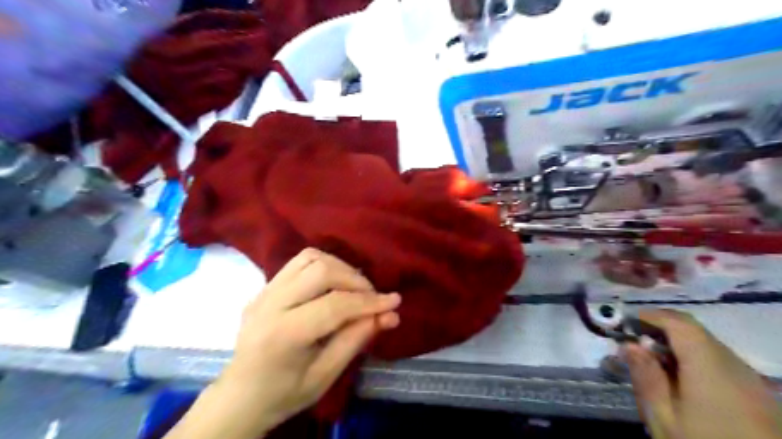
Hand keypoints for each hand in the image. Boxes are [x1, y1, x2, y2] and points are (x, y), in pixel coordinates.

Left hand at [165, 249, 398, 436]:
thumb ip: (356, 340)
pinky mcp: (265, 286)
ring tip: (354, 288)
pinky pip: (299, 262)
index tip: (394, 302)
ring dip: (340, 268)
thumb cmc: (283, 394)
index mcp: (282, 335)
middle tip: (372, 297)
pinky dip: (324, 265)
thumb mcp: (325, 376)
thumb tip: (388, 315)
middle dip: (355, 280)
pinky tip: (334, 283)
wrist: (239, 396)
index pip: (333, 306)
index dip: (368, 302)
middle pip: (320, 270)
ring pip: (310, 258)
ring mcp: (264, 291)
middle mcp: (269, 304)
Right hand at [624, 310, 780, 438]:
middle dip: (661, 330)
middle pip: (695, 332)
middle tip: (634, 344)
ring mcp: (751, 380)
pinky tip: (681, 381)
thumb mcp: (664, 417)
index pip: (679, 323)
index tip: (625, 323)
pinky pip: (721, 363)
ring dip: (677, 345)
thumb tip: (629, 344)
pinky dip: (695, 360)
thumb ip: (646, 376)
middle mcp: (734, 365)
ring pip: (708, 346)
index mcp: (709, 366)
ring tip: (653, 363)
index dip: (651, 316)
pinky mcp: (758, 395)